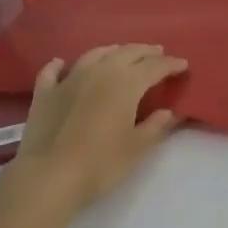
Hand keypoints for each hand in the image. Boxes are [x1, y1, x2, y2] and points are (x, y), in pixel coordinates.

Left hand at [9, 44, 187, 209]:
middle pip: (126, 53)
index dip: (170, 65)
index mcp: (125, 83)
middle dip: (144, 52)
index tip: (182, 65)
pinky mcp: (45, 93)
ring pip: (94, 55)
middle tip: (157, 53)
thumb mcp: (136, 148)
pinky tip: (61, 63)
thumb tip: (169, 112)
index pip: (153, 67)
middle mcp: (98, 72)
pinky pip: (53, 71)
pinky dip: (60, 65)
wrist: (49, 176)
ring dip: (111, 51)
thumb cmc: (100, 164)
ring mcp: (68, 79)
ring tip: (120, 52)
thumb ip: (155, 127)